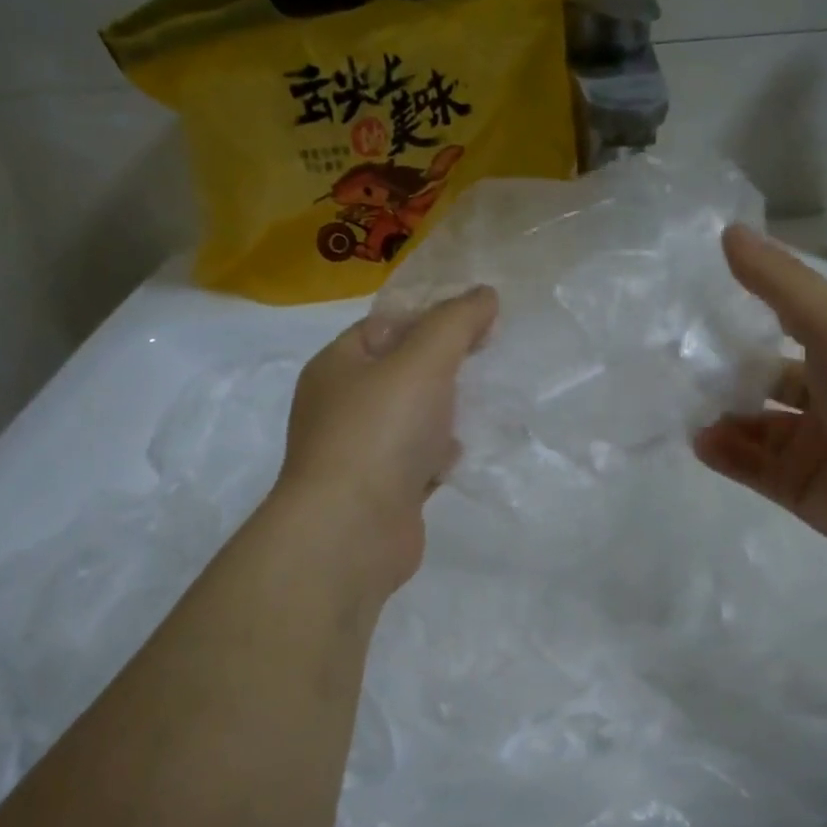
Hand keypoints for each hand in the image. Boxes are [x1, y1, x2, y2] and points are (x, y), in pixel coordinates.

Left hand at [274, 286, 497, 589]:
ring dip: (446, 412)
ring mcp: (361, 451)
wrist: (352, 532)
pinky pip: (418, 459)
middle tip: (489, 358)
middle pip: (403, 372)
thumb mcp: (421, 361)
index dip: (433, 317)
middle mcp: (343, 406)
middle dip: (446, 366)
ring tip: (487, 403)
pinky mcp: (383, 490)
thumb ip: (455, 323)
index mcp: (338, 366)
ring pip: (414, 418)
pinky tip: (461, 455)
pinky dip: (440, 455)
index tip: (481, 319)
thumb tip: (484, 294)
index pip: (387, 325)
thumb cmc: (380, 432)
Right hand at [694, 226, 826, 570]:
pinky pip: (754, 468)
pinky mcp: (803, 490)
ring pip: (757, 428)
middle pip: (770, 381)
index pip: (795, 327)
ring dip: (723, 417)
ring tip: (688, 411)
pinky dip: (726, 454)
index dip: (754, 317)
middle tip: (683, 367)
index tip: (705, 307)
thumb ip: (780, 284)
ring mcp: (818, 447)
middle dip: (729, 375)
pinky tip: (702, 442)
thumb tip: (729, 230)